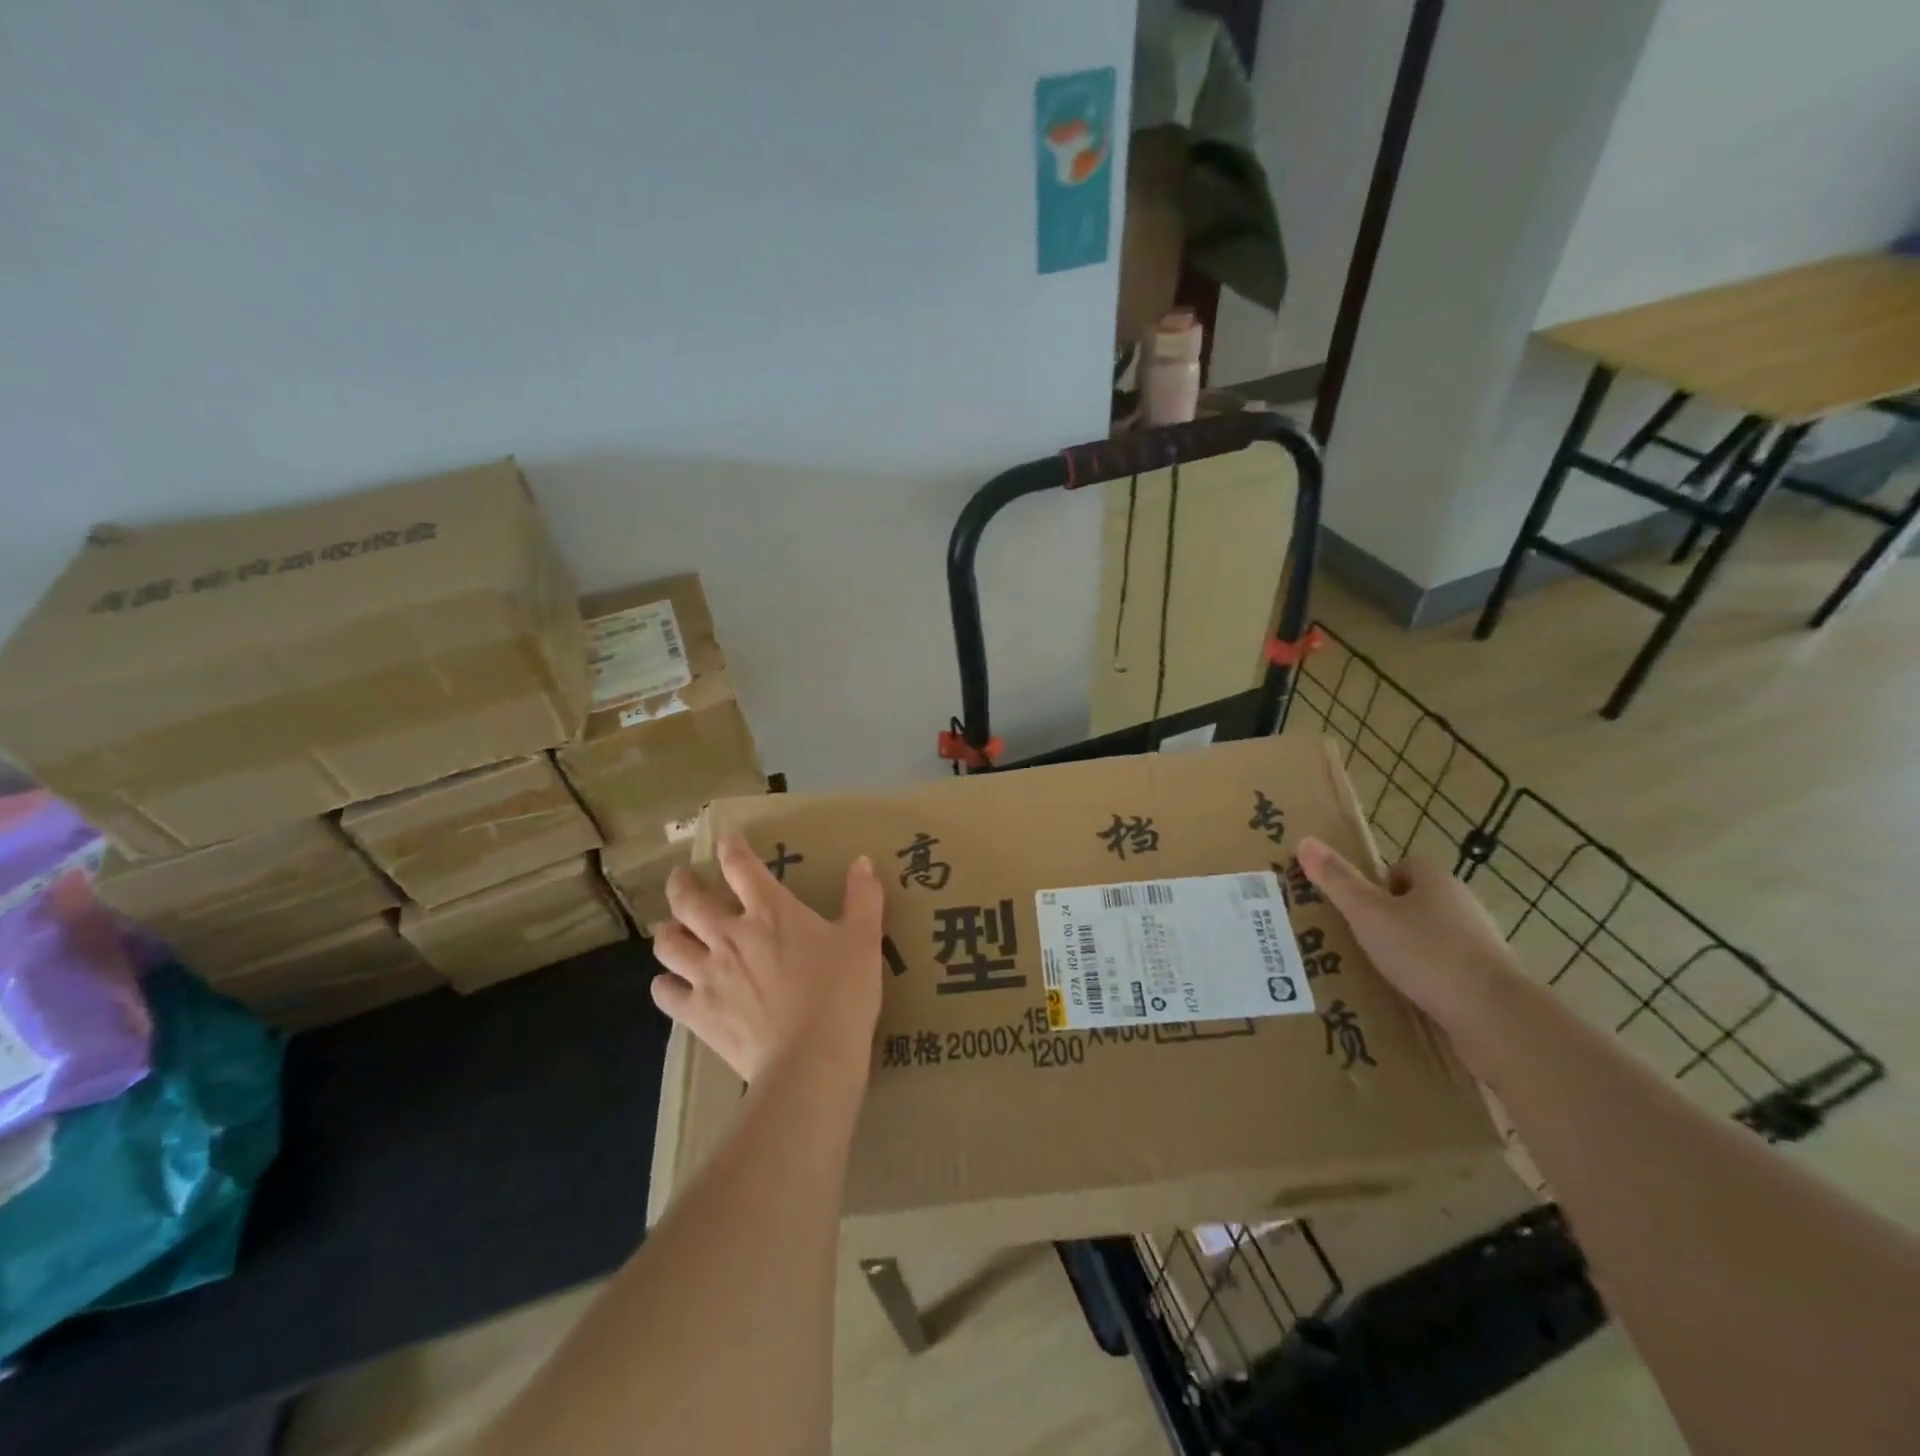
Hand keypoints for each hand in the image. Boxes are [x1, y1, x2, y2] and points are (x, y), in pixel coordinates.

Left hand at [650, 837, 885, 1083]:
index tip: (724, 840)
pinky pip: (666, 993)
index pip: (741, 867)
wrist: (810, 1060)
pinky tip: (670, 984)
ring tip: (671, 929)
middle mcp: (730, 935)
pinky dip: (664, 984)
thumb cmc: (840, 994)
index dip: (730, 848)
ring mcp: (708, 975)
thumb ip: (863, 897)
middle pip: (688, 900)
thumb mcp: (864, 940)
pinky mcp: (697, 1013)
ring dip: (667, 932)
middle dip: (681, 884)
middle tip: (680, 879)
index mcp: (770, 912)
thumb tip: (862, 861)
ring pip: (668, 944)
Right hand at [1296, 836, 1520, 1071]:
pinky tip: (1410, 998)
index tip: (1358, 906)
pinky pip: (1450, 972)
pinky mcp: (1489, 982)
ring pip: (1436, 938)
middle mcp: (1464, 906)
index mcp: (1437, 882)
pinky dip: (1430, 980)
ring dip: (1411, 951)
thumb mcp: (1368, 914)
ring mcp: (1481, 945)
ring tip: (1379, 972)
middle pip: (1421, 902)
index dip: (1380, 882)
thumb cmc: (1426, 953)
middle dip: (1393, 918)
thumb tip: (1305, 840)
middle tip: (1359, 939)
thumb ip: (1338, 881)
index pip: (1406, 866)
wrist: (1495, 1016)